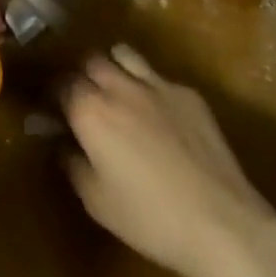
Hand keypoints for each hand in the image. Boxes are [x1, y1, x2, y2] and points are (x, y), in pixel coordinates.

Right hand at [61, 44, 275, 276]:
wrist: (220, 222)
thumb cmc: (149, 219)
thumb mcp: (97, 202)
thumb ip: (73, 164)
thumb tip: (64, 143)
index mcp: (91, 111)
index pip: (62, 83)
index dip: (55, 94)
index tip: (55, 109)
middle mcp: (120, 86)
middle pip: (91, 60)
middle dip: (83, 75)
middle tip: (86, 100)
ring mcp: (157, 84)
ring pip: (124, 54)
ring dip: (114, 67)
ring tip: (118, 92)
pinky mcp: (188, 93)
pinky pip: (159, 77)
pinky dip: (150, 88)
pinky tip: (160, 117)